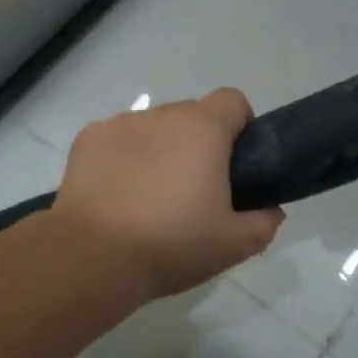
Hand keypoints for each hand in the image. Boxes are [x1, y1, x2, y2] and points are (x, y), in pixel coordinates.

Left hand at [53, 88, 285, 299]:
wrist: (93, 256)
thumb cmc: (171, 243)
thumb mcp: (234, 245)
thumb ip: (264, 222)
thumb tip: (270, 210)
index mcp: (202, 128)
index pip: (233, 101)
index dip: (240, 127)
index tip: (235, 164)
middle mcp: (161, 115)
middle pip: (191, 116)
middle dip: (198, 143)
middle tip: (194, 190)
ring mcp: (119, 123)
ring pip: (152, 128)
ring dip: (159, 150)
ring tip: (149, 196)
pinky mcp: (87, 139)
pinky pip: (116, 140)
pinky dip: (122, 158)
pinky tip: (116, 194)